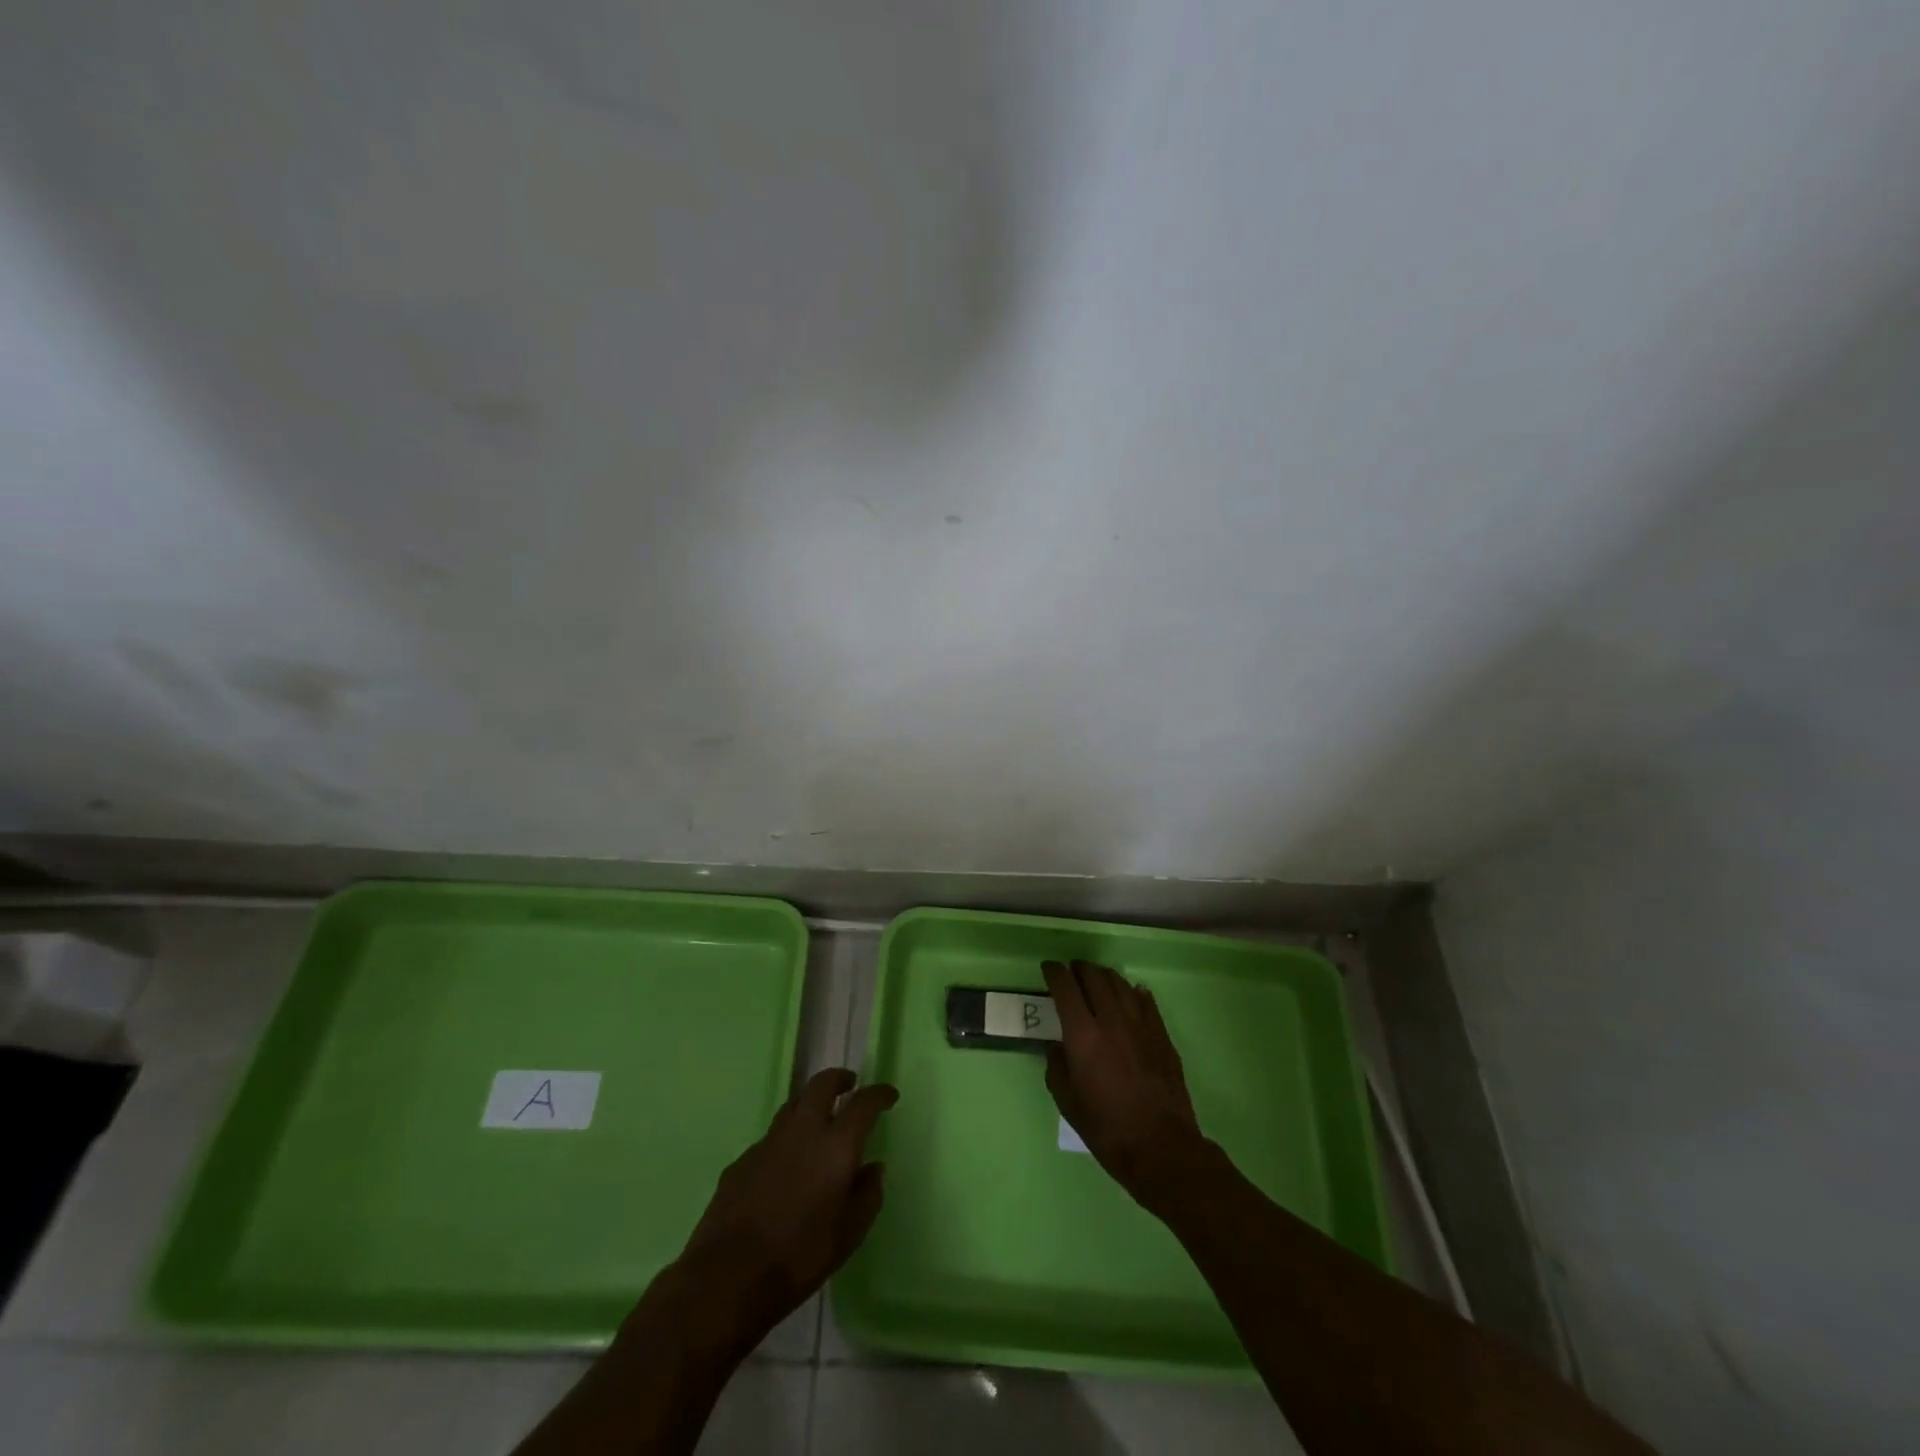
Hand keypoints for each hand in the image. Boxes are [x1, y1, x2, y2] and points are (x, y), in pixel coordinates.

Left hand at [652, 1068, 896, 1355]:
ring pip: (793, 1105)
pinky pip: (771, 1138)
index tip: (889, 1096)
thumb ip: (867, 1195)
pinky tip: (786, 1166)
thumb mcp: (849, 1235)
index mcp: (835, 1146)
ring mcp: (768, 1143)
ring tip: (819, 1119)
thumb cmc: (799, 1258)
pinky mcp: (742, 1160)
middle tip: (850, 1085)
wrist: (727, 1278)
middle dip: (839, 1079)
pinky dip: (786, 1139)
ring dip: (810, 1103)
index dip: (879, 1094)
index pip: (863, 1103)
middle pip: (821, 1084)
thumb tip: (872, 1168)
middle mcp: (802, 1132)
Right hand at [1043, 960, 1204, 1209]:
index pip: (1065, 987)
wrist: (1161, 1147)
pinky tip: (1131, 994)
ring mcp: (1141, 1024)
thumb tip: (1056, 1047)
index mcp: (1083, 1034)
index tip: (1048, 969)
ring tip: (1097, 980)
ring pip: (1120, 984)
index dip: (1054, 973)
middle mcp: (1111, 1019)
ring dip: (1104, 977)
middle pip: (1094, 977)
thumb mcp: (1068, 1102)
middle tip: (1072, 972)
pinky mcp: (1162, 1035)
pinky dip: (1133, 992)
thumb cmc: (1107, 1129)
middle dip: (1079, 969)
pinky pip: (1145, 1001)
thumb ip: (1057, 1067)